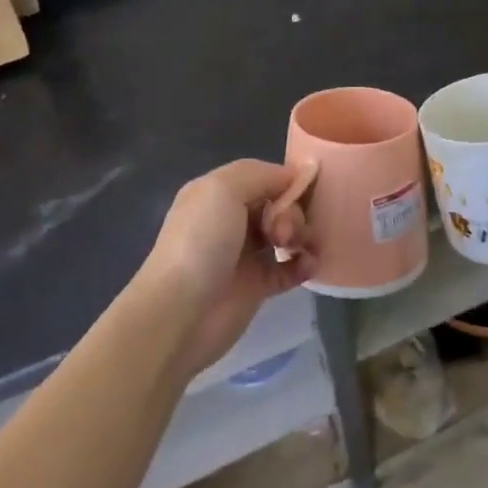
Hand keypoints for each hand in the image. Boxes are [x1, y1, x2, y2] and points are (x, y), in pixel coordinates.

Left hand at [140, 159, 314, 377]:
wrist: (180, 313)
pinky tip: (308, 265)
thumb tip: (296, 174)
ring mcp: (245, 254)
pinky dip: (303, 263)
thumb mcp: (223, 189)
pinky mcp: (258, 286)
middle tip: (283, 231)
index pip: (263, 176)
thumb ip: (261, 174)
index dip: (286, 180)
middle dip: (291, 211)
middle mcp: (231, 219)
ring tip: (296, 248)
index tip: (307, 187)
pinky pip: (290, 268)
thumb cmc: (200, 242)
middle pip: (278, 204)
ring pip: (286, 234)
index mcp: (218, 193)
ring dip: (301, 234)